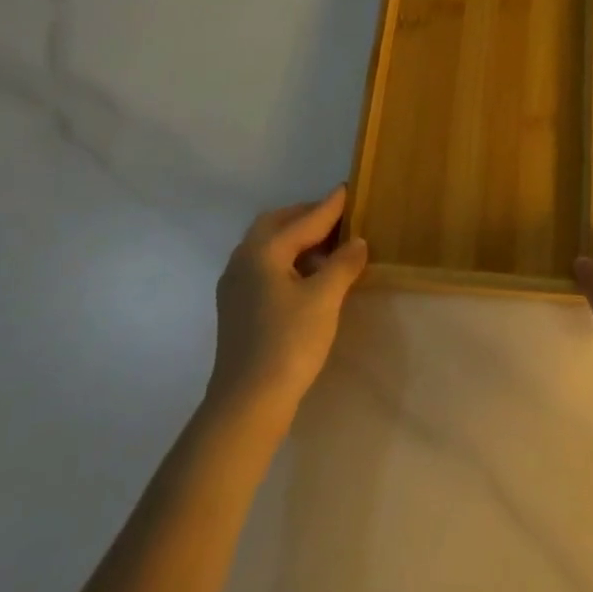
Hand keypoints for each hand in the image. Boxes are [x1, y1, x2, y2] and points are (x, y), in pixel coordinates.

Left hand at [207, 187, 367, 426]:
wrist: (247, 403)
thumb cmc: (289, 342)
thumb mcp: (325, 298)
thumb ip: (343, 264)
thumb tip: (356, 242)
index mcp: (263, 251)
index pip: (304, 220)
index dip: (330, 206)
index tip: (348, 189)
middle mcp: (243, 260)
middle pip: (277, 225)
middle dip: (307, 218)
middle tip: (338, 218)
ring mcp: (235, 285)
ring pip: (268, 247)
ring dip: (297, 240)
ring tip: (329, 248)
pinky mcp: (237, 308)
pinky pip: (265, 268)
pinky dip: (288, 261)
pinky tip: (308, 277)